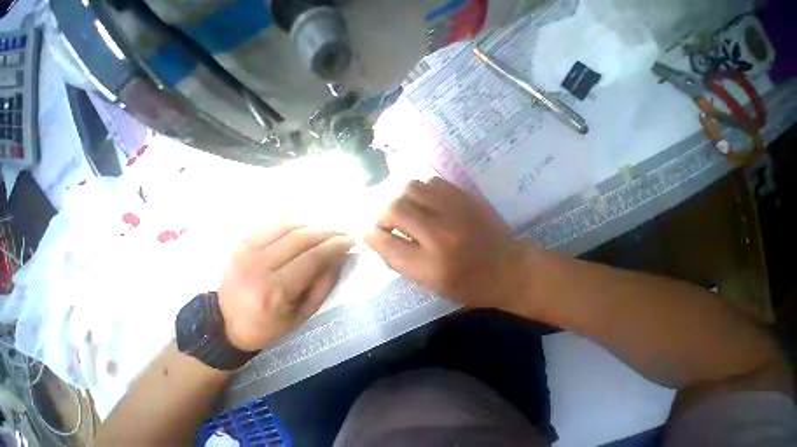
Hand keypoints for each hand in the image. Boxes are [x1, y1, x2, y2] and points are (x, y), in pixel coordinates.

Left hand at [218, 223, 353, 350]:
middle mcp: (258, 267)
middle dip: (329, 233)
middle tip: (342, 234)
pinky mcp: (241, 243)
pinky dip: (294, 223)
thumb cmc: (270, 323)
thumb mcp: (304, 312)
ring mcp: (246, 251)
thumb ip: (326, 283)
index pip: (313, 258)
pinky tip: (304, 230)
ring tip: (325, 234)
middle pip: (303, 238)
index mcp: (275, 291)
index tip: (351, 241)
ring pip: (289, 226)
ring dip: (313, 227)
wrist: (225, 324)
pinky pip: (273, 224)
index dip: (336, 246)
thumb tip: (340, 257)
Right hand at [364, 178, 531, 311]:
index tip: (362, 229)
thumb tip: (374, 236)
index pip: (386, 241)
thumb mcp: (427, 282)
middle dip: (380, 213)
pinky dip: (418, 190)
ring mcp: (453, 209)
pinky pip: (429, 181)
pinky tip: (422, 202)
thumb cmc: (466, 283)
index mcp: (430, 264)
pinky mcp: (463, 196)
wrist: (508, 268)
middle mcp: (440, 233)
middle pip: (394, 207)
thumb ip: (397, 259)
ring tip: (402, 209)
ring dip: (398, 197)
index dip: (368, 233)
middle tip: (384, 220)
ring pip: (409, 187)